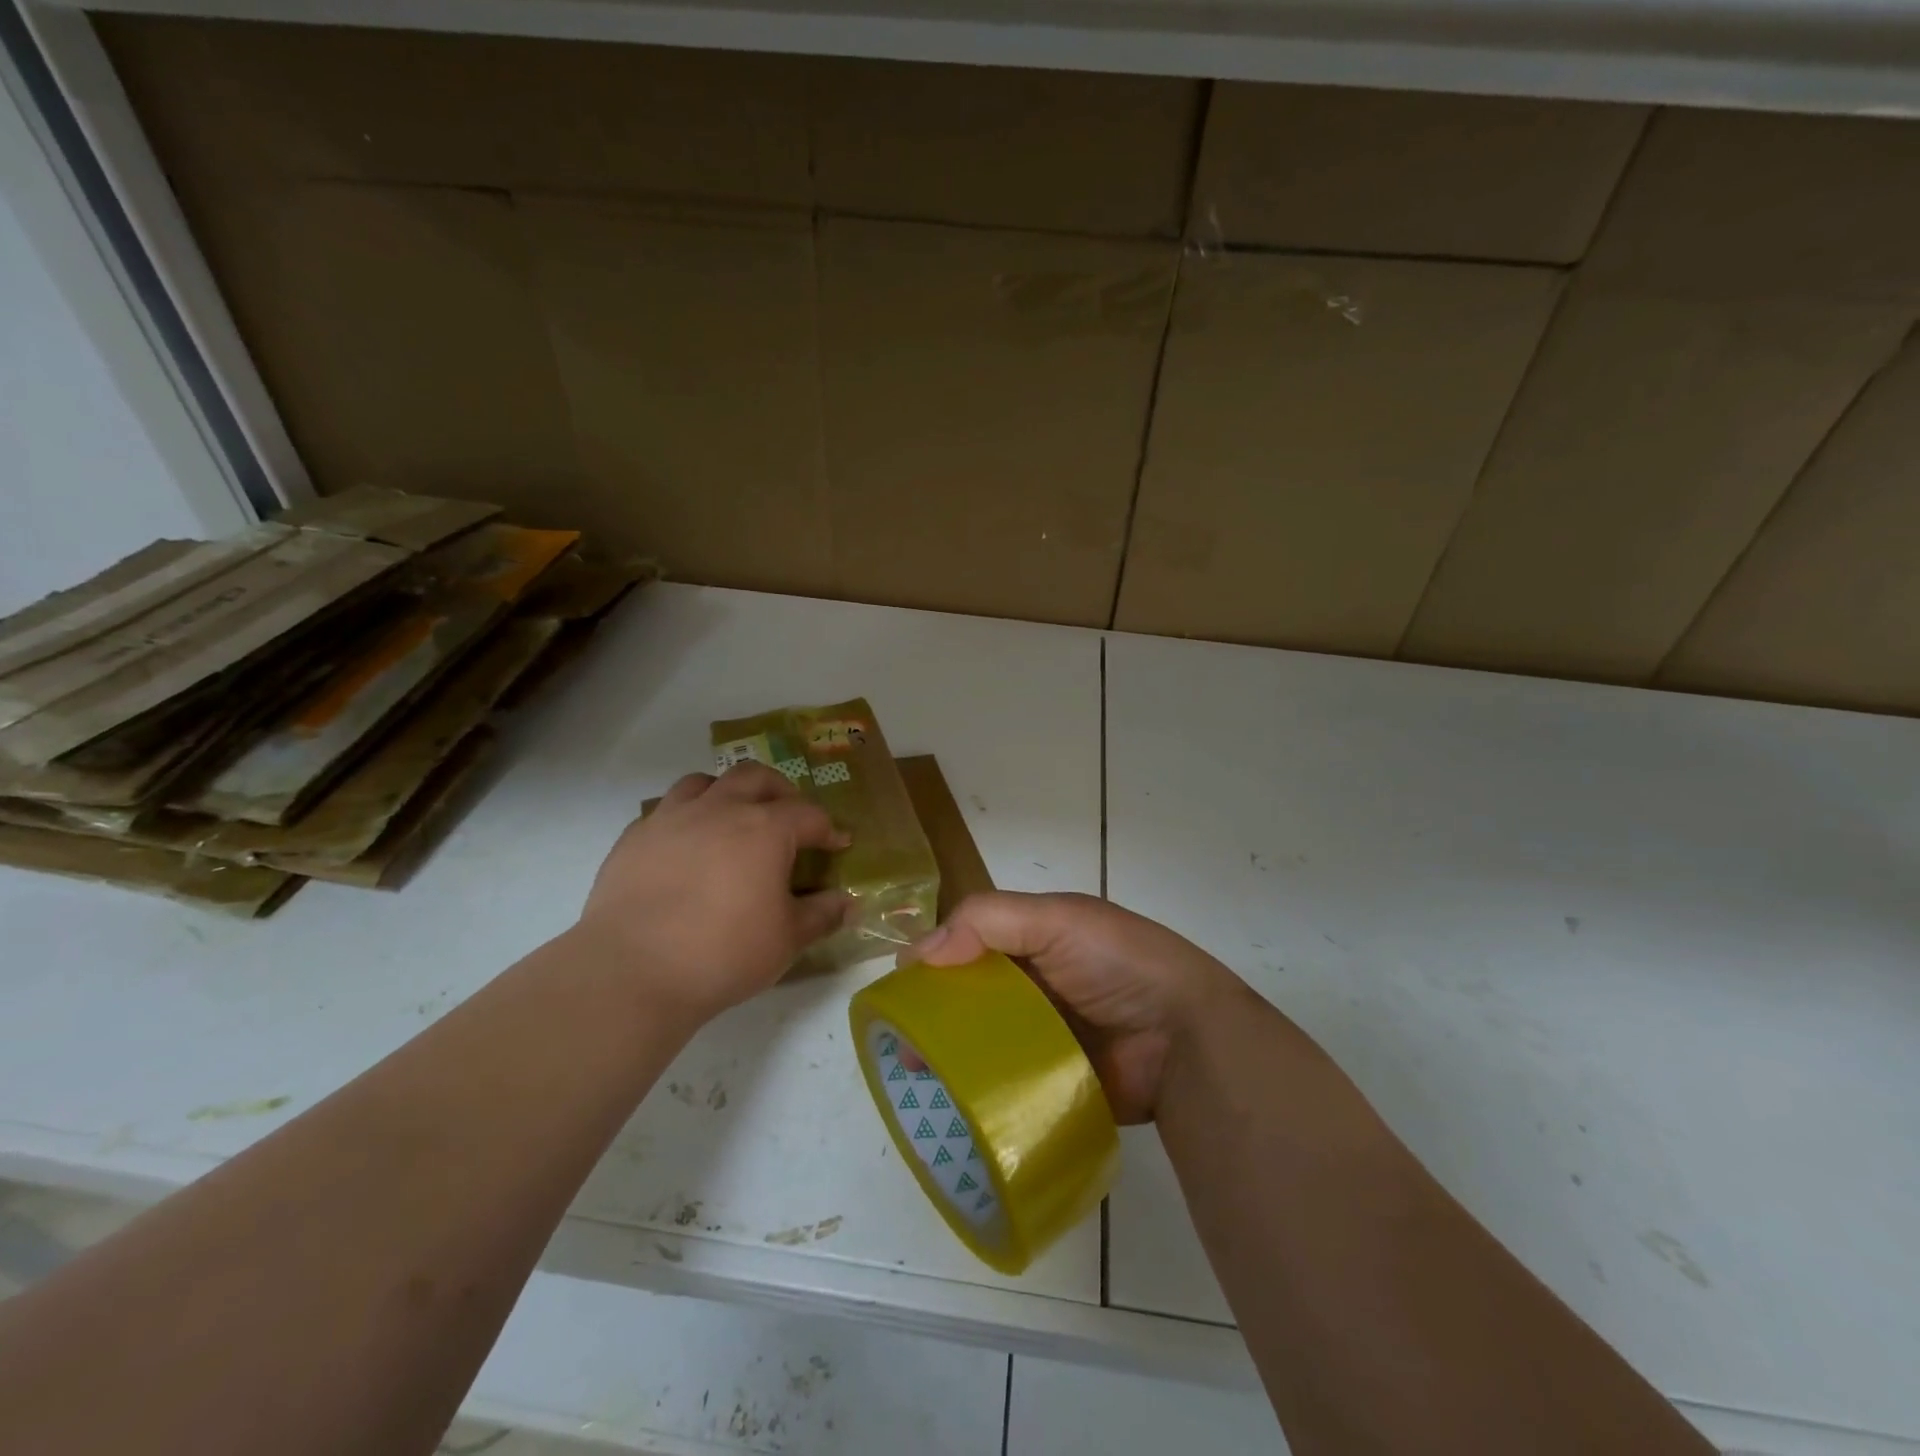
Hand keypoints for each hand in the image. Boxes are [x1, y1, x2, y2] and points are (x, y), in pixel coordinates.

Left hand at [576, 763, 849, 1020]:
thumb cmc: (723, 953)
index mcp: (765, 829)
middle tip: (789, 816)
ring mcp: (672, 818)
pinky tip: (686, 847)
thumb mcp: (787, 940)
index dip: (827, 828)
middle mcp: (720, 809)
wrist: (632, 971)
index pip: (808, 814)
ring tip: (733, 818)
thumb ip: (821, 915)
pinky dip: (686, 818)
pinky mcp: (635, 837)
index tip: (837, 844)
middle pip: (756, 777)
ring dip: (727, 792)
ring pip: (705, 781)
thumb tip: (848, 904)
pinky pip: (666, 810)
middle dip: (780, 791)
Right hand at [908, 891, 1246, 1122]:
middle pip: (972, 995)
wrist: (1187, 1040)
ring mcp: (1046, 1036)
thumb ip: (989, 920)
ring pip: (984, 1041)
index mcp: (1037, 939)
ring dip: (951, 1055)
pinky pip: (1007, 1083)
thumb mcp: (1058, 919)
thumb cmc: (1120, 963)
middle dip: (935, 1015)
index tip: (901, 988)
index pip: (972, 941)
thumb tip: (918, 952)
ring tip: (917, 1078)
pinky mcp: (1053, 1082)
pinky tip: (949, 1104)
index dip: (936, 959)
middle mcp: (1038, 984)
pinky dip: (979, 1089)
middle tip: (904, 1046)